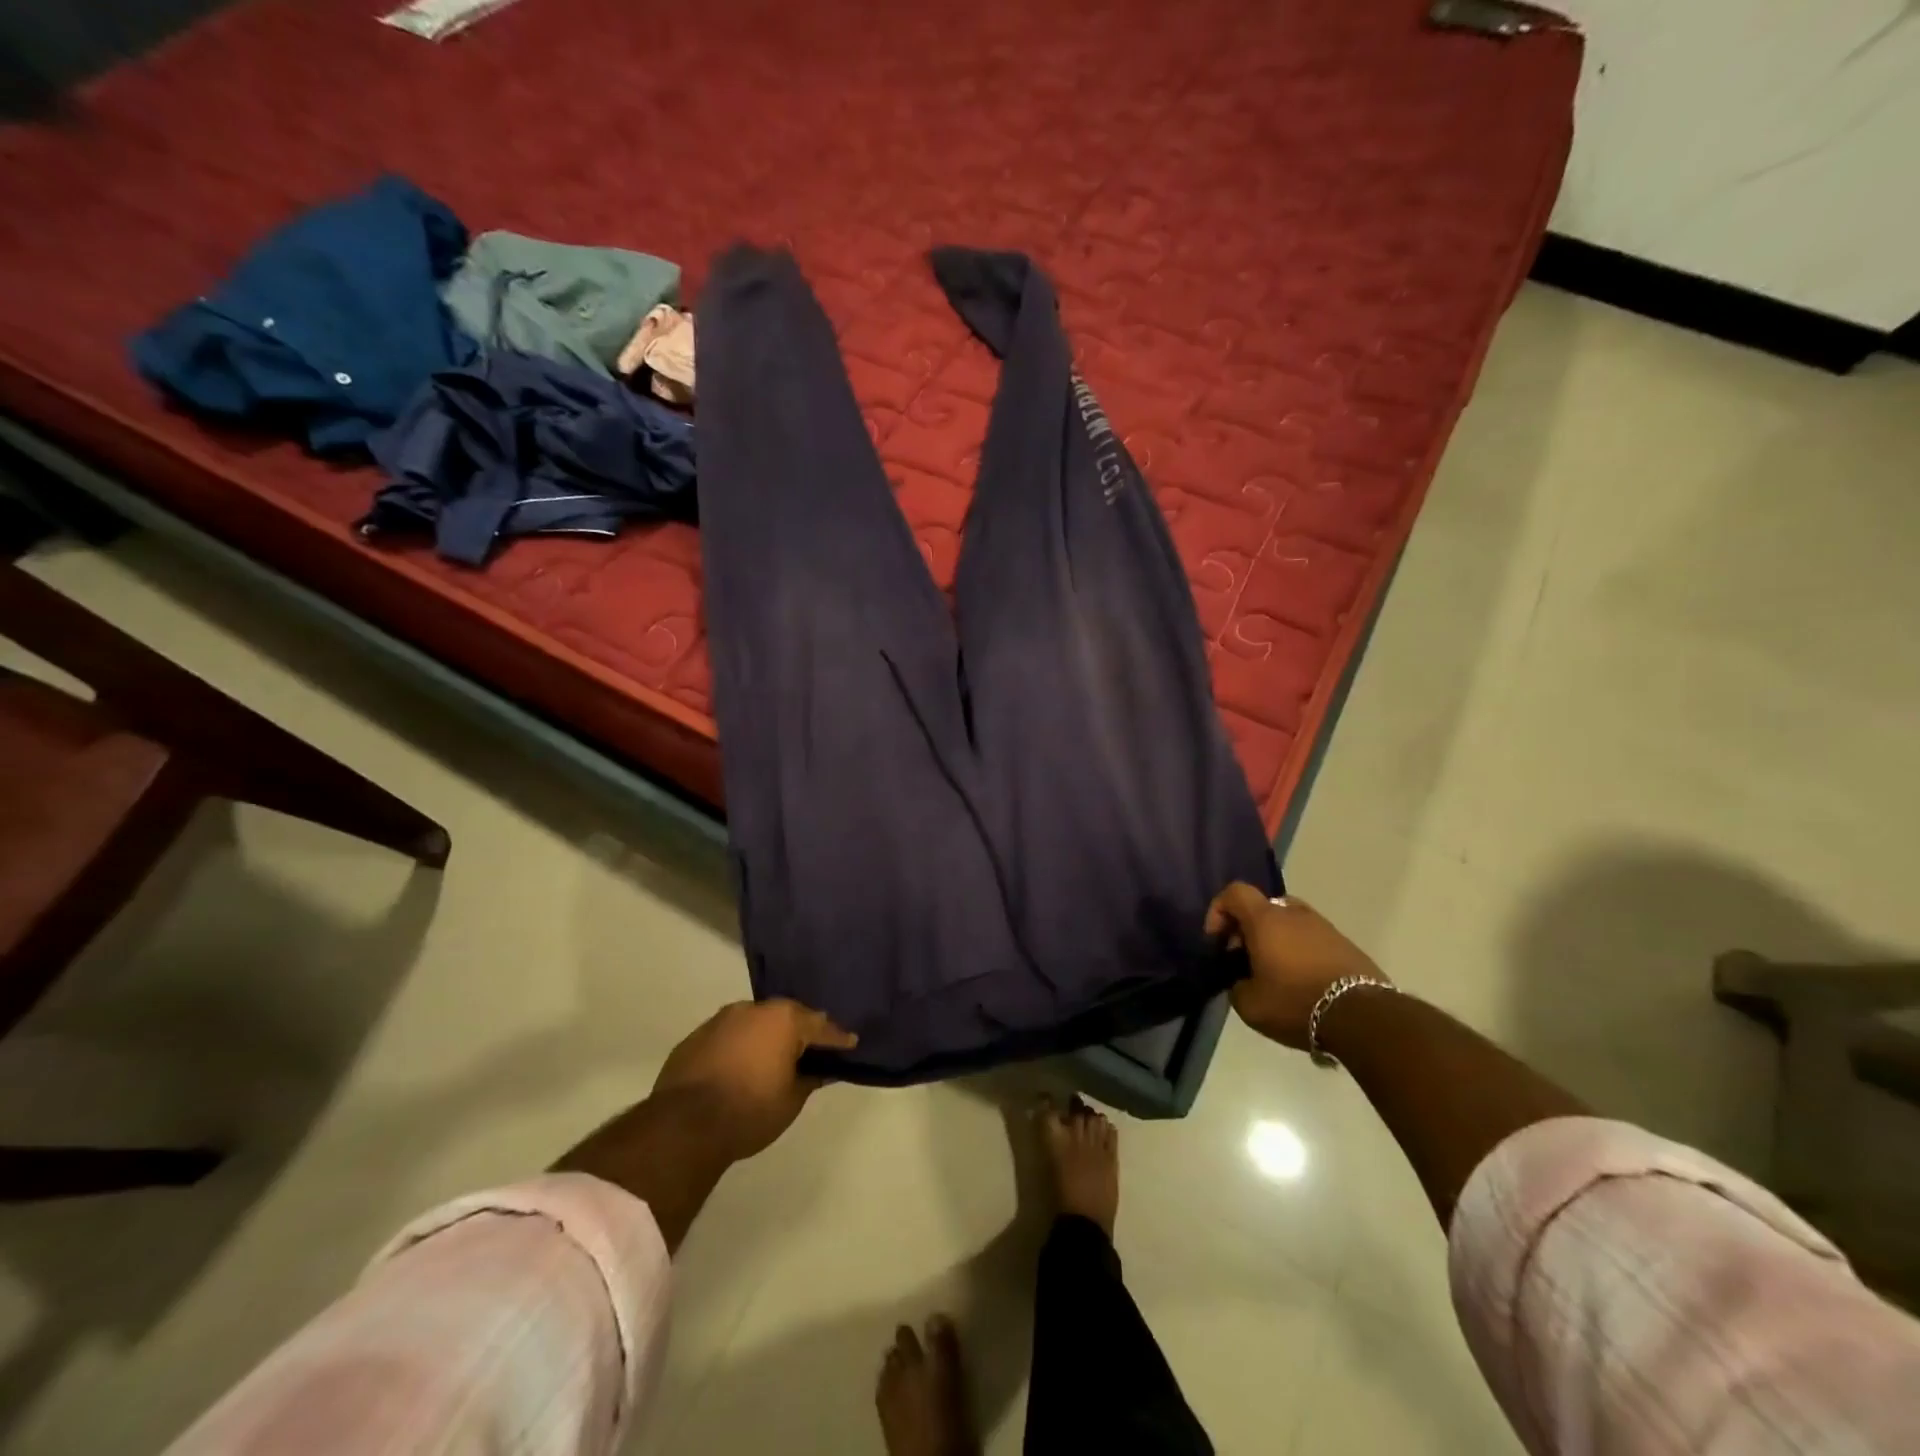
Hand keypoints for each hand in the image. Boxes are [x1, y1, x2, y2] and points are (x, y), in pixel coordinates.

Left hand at [651, 999, 857, 1160]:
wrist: (684, 1126)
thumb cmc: (750, 1110)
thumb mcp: (792, 1100)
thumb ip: (810, 1079)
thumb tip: (822, 1070)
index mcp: (784, 1019)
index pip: (820, 1026)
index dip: (837, 1038)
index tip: (850, 1043)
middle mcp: (754, 1009)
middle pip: (786, 1016)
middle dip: (800, 1031)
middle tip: (812, 1049)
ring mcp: (721, 1020)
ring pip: (754, 1022)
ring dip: (766, 1036)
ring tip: (773, 1056)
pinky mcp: (695, 1037)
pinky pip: (728, 1036)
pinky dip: (739, 1046)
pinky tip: (740, 1066)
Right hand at [1205, 884, 1387, 1050]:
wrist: (1364, 1017)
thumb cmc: (1296, 1003)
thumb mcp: (1250, 1005)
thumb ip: (1236, 986)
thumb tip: (1241, 981)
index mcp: (1265, 919)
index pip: (1234, 892)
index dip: (1218, 910)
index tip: (1218, 941)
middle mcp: (1294, 913)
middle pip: (1262, 907)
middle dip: (1248, 929)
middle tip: (1245, 959)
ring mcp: (1324, 926)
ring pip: (1289, 923)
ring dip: (1276, 940)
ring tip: (1275, 973)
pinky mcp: (1346, 944)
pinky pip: (1312, 939)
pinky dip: (1300, 951)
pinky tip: (1302, 982)